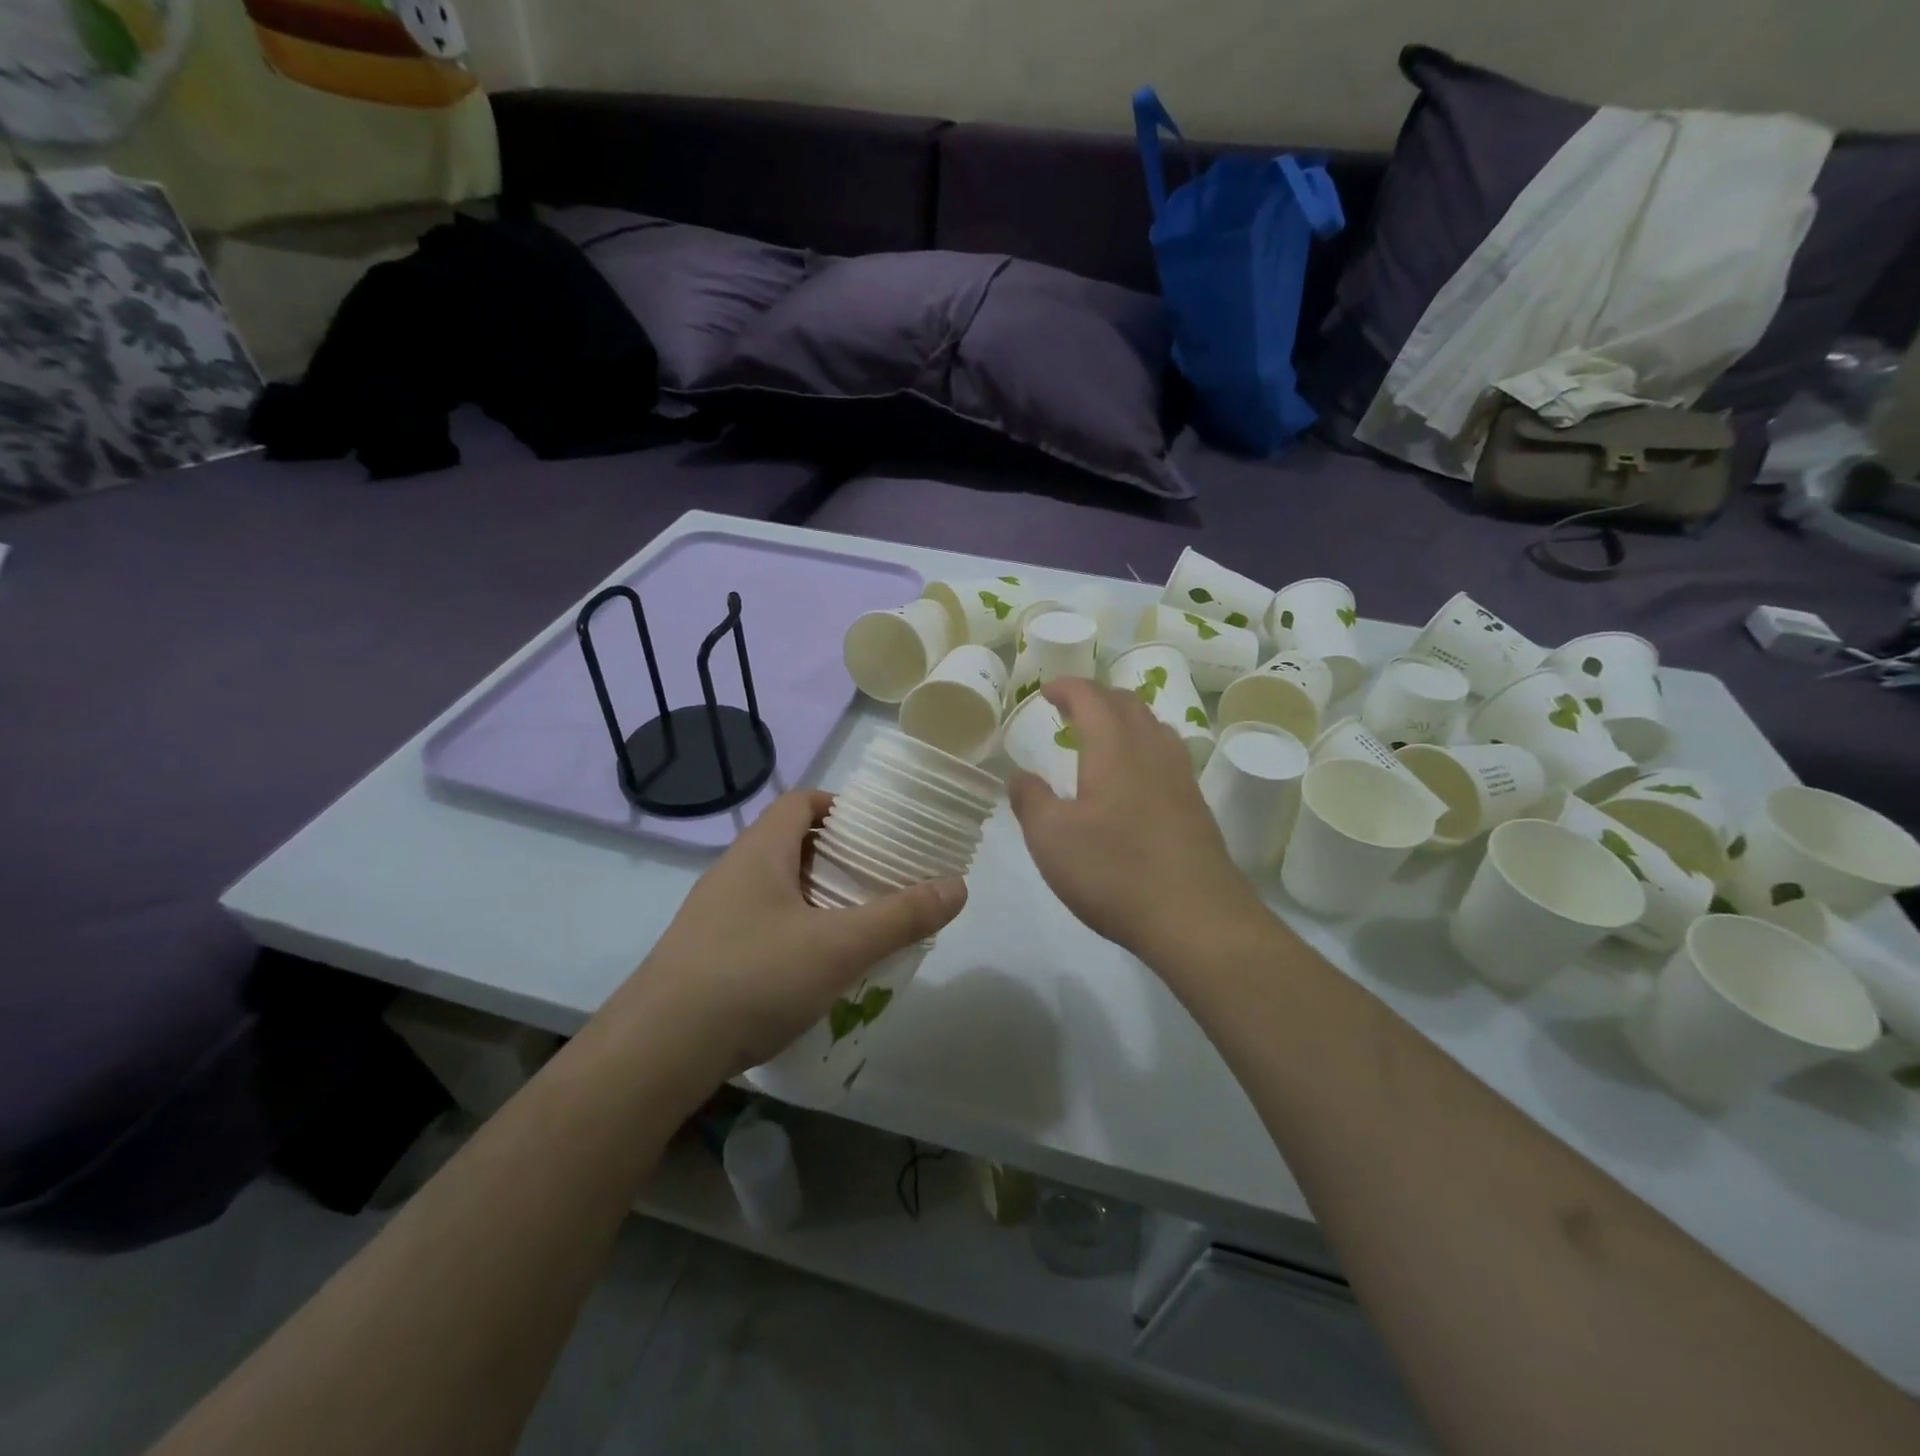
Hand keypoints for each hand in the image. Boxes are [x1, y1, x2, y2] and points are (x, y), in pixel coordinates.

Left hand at [616, 790, 965, 1082]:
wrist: (656, 1053)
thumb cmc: (752, 977)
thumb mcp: (839, 946)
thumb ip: (901, 916)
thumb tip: (958, 885)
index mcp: (760, 852)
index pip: (801, 802)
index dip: (840, 806)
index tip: (878, 830)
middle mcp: (732, 873)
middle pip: (791, 844)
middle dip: (838, 858)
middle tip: (880, 881)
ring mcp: (712, 916)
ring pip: (775, 889)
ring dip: (816, 898)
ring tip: (856, 926)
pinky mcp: (703, 956)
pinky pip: (759, 926)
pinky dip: (793, 933)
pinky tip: (813, 970)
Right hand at [1009, 678, 1267, 963]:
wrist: (1195, 917)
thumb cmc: (1114, 871)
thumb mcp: (1051, 839)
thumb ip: (1030, 800)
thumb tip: (1019, 774)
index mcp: (1114, 748)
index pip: (1091, 697)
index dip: (1067, 688)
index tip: (1046, 692)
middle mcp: (1152, 751)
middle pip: (1128, 704)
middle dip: (1096, 697)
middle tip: (1071, 709)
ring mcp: (1180, 777)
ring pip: (1153, 726)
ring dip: (1125, 719)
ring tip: (1103, 736)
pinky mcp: (1196, 805)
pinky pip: (1168, 754)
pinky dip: (1144, 746)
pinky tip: (1135, 777)